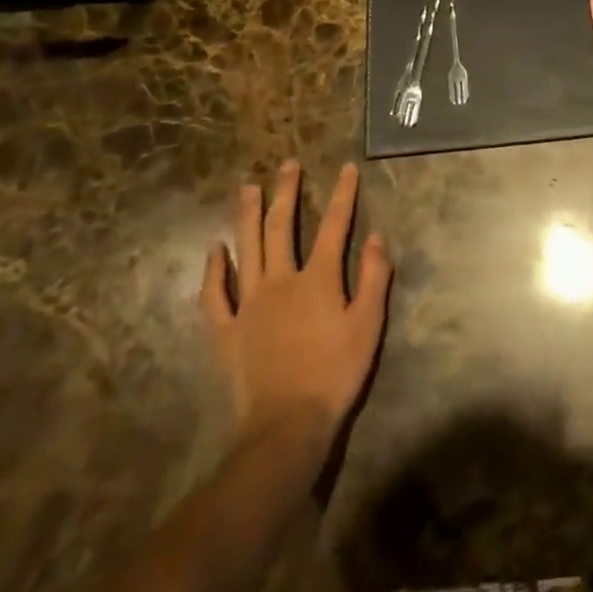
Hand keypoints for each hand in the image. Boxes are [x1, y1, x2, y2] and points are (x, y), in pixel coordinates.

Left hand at [200, 161, 392, 445]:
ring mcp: (249, 303)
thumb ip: (374, 277)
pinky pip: (215, 294)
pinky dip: (214, 270)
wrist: (286, 426)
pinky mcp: (226, 330)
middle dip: (287, 192)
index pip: (335, 225)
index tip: (347, 168)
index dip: (343, 194)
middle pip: (283, 226)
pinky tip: (215, 249)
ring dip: (248, 215)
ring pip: (247, 249)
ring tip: (248, 188)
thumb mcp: (368, 325)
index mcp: (319, 278)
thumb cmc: (335, 374)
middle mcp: (281, 280)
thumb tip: (377, 236)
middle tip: (288, 165)